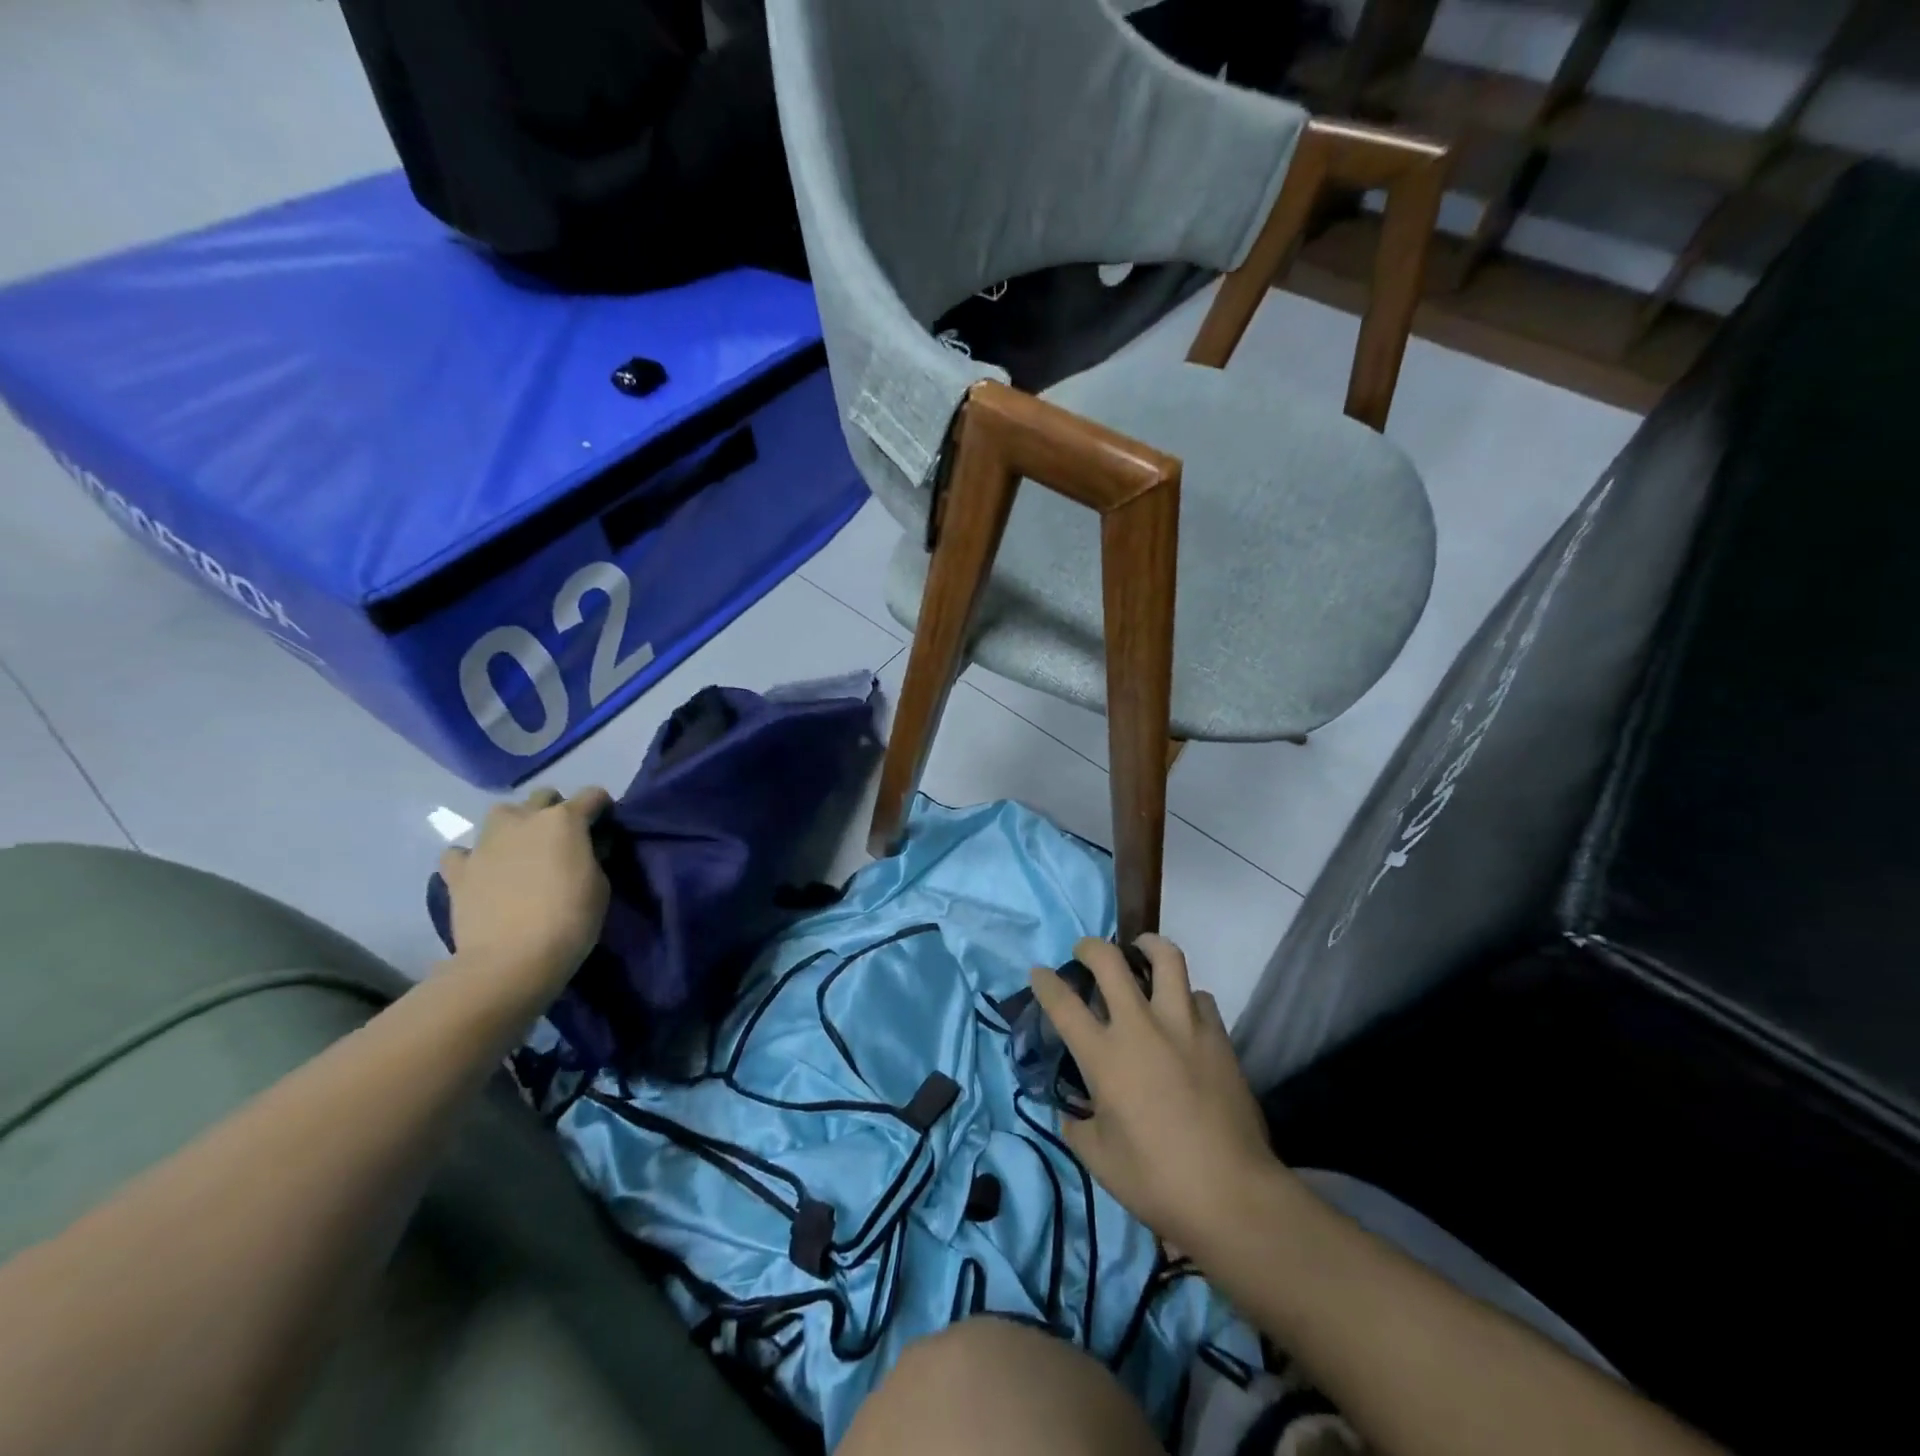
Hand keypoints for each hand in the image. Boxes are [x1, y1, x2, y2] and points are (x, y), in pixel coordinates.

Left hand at [438, 786, 613, 1003]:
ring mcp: (486, 842)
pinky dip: (474, 857)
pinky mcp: (458, 869)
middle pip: (543, 796)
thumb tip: (586, 847)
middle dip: (556, 810)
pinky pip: (463, 851)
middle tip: (564, 839)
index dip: (603, 808)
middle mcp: (523, 819)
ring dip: (515, 826)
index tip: (606, 826)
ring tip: (521, 851)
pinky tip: (483, 872)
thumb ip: (592, 856)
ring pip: (501, 814)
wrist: (510, 960)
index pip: (593, 795)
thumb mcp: (601, 885)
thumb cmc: (570, 919)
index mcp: (564, 819)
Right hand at [1030, 934, 1278, 1253]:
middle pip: (1109, 961)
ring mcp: (1183, 1025)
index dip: (1045, 982)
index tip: (1039, 973)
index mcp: (1104, 1056)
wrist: (1233, 1194)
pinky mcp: (1218, 1036)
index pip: (1062, 1003)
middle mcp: (1140, 1027)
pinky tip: (1182, 1012)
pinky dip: (1185, 996)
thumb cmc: (1157, 1181)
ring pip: (1166, 958)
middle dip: (1089, 946)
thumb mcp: (1099, 1159)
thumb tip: (1071, 1111)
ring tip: (1142, 951)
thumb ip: (1077, 1126)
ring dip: (1147, 947)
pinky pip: (1198, 996)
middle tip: (1085, 952)